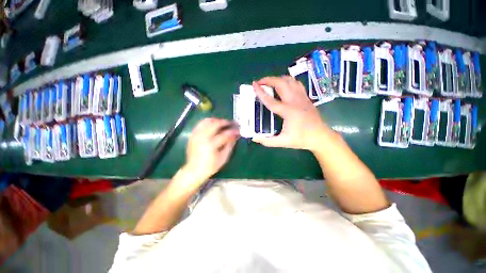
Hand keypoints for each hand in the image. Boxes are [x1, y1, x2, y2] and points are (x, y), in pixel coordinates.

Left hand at [184, 118, 238, 182]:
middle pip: (215, 124)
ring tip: (223, 122)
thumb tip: (235, 136)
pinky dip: (208, 122)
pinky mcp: (193, 135)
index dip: (233, 131)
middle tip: (231, 123)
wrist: (194, 170)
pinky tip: (213, 124)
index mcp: (211, 145)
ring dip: (216, 120)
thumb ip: (230, 146)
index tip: (238, 130)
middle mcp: (203, 138)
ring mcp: (196, 135)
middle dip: (225, 122)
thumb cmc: (210, 166)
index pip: (224, 134)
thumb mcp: (223, 158)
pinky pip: (200, 124)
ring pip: (207, 121)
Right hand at [252, 76, 332, 150]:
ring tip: (270, 83)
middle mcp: (295, 101)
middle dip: (269, 80)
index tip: (253, 85)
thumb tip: (255, 138)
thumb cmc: (302, 139)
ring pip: (290, 80)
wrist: (321, 136)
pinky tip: (283, 86)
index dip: (261, 92)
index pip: (271, 100)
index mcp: (288, 112)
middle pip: (281, 83)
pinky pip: (296, 83)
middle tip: (260, 82)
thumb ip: (268, 141)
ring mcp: (302, 97)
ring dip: (278, 79)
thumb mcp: (283, 142)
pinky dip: (287, 81)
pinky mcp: (306, 97)